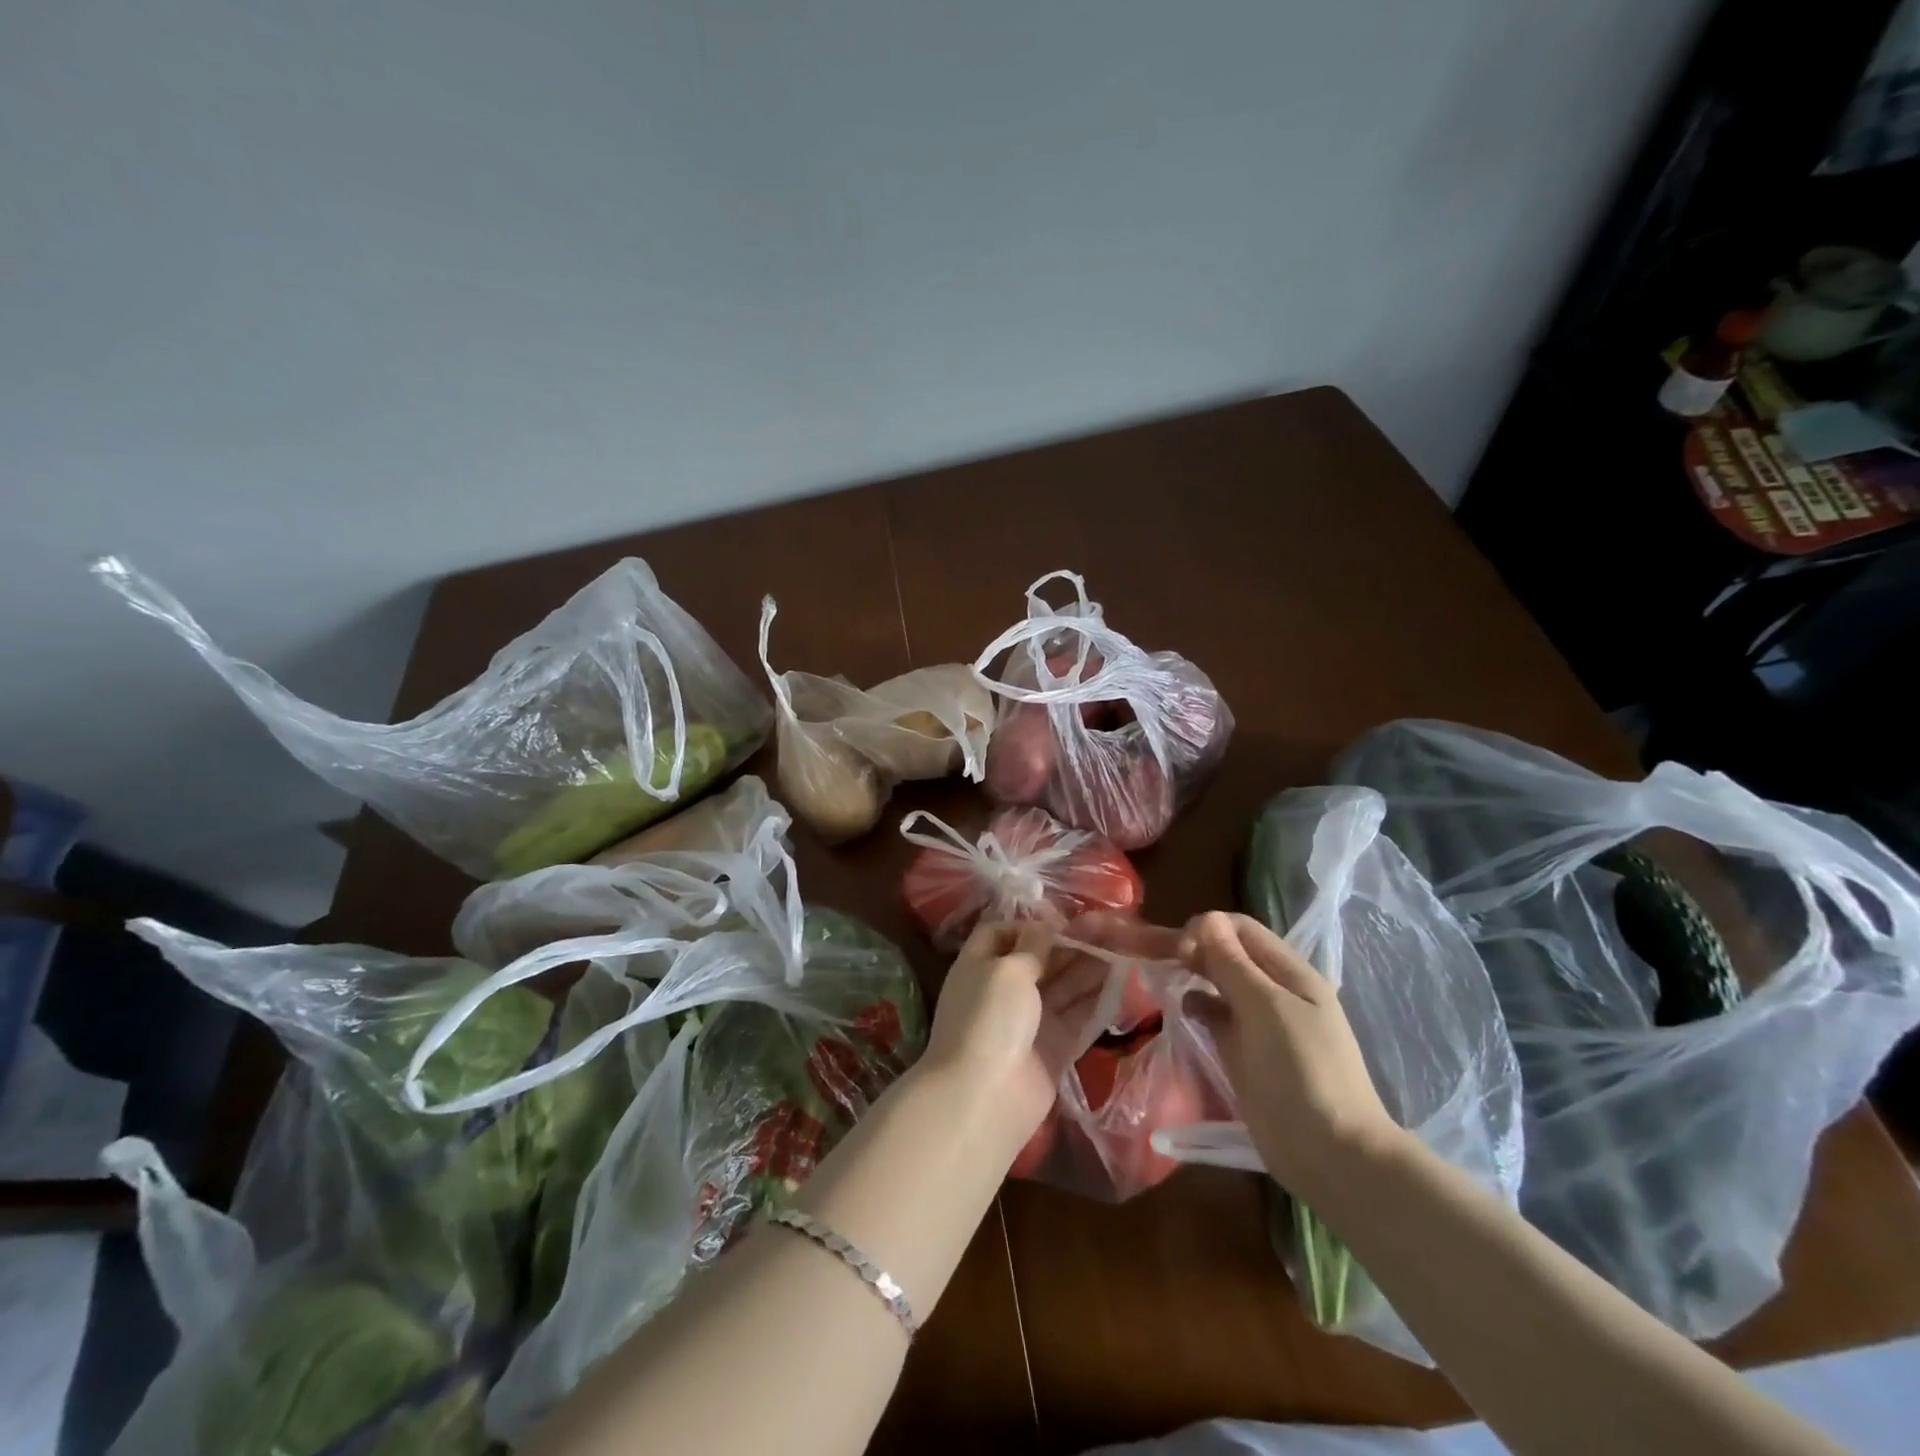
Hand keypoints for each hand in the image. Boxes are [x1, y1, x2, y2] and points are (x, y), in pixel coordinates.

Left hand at [924, 921, 1107, 1152]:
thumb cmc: (991, 1018)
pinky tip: (1121, 983)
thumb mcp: (1009, 970)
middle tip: (1109, 930)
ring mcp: (1029, 1021)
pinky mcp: (1053, 1048)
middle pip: (1039, 960)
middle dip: (1070, 945)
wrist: (986, 1096)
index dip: (1030, 926)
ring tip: (1122, 949)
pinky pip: (1077, 1017)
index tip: (1064, 921)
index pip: (1001, 933)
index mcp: (981, 964)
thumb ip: (1032, 946)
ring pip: (1062, 987)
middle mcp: (1004, 989)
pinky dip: (1096, 1001)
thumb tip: (1046, 926)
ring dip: (1088, 968)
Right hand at [1179, 912, 1401, 1200]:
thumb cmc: (1302, 1071)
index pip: (1241, 929)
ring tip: (1164, 982)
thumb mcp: (1266, 1009)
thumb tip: (1206, 919)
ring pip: (1218, 984)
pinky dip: (1196, 1008)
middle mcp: (1273, 991)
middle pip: (1228, 954)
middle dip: (1194, 950)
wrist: (1330, 1153)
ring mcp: (1258, 1023)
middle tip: (1158, 961)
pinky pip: (1215, 1017)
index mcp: (1290, 973)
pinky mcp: (1243, 1052)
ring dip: (1192, 977)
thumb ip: (1233, 964)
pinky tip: (1181, 1012)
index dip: (1208, 929)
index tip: (1178, 948)